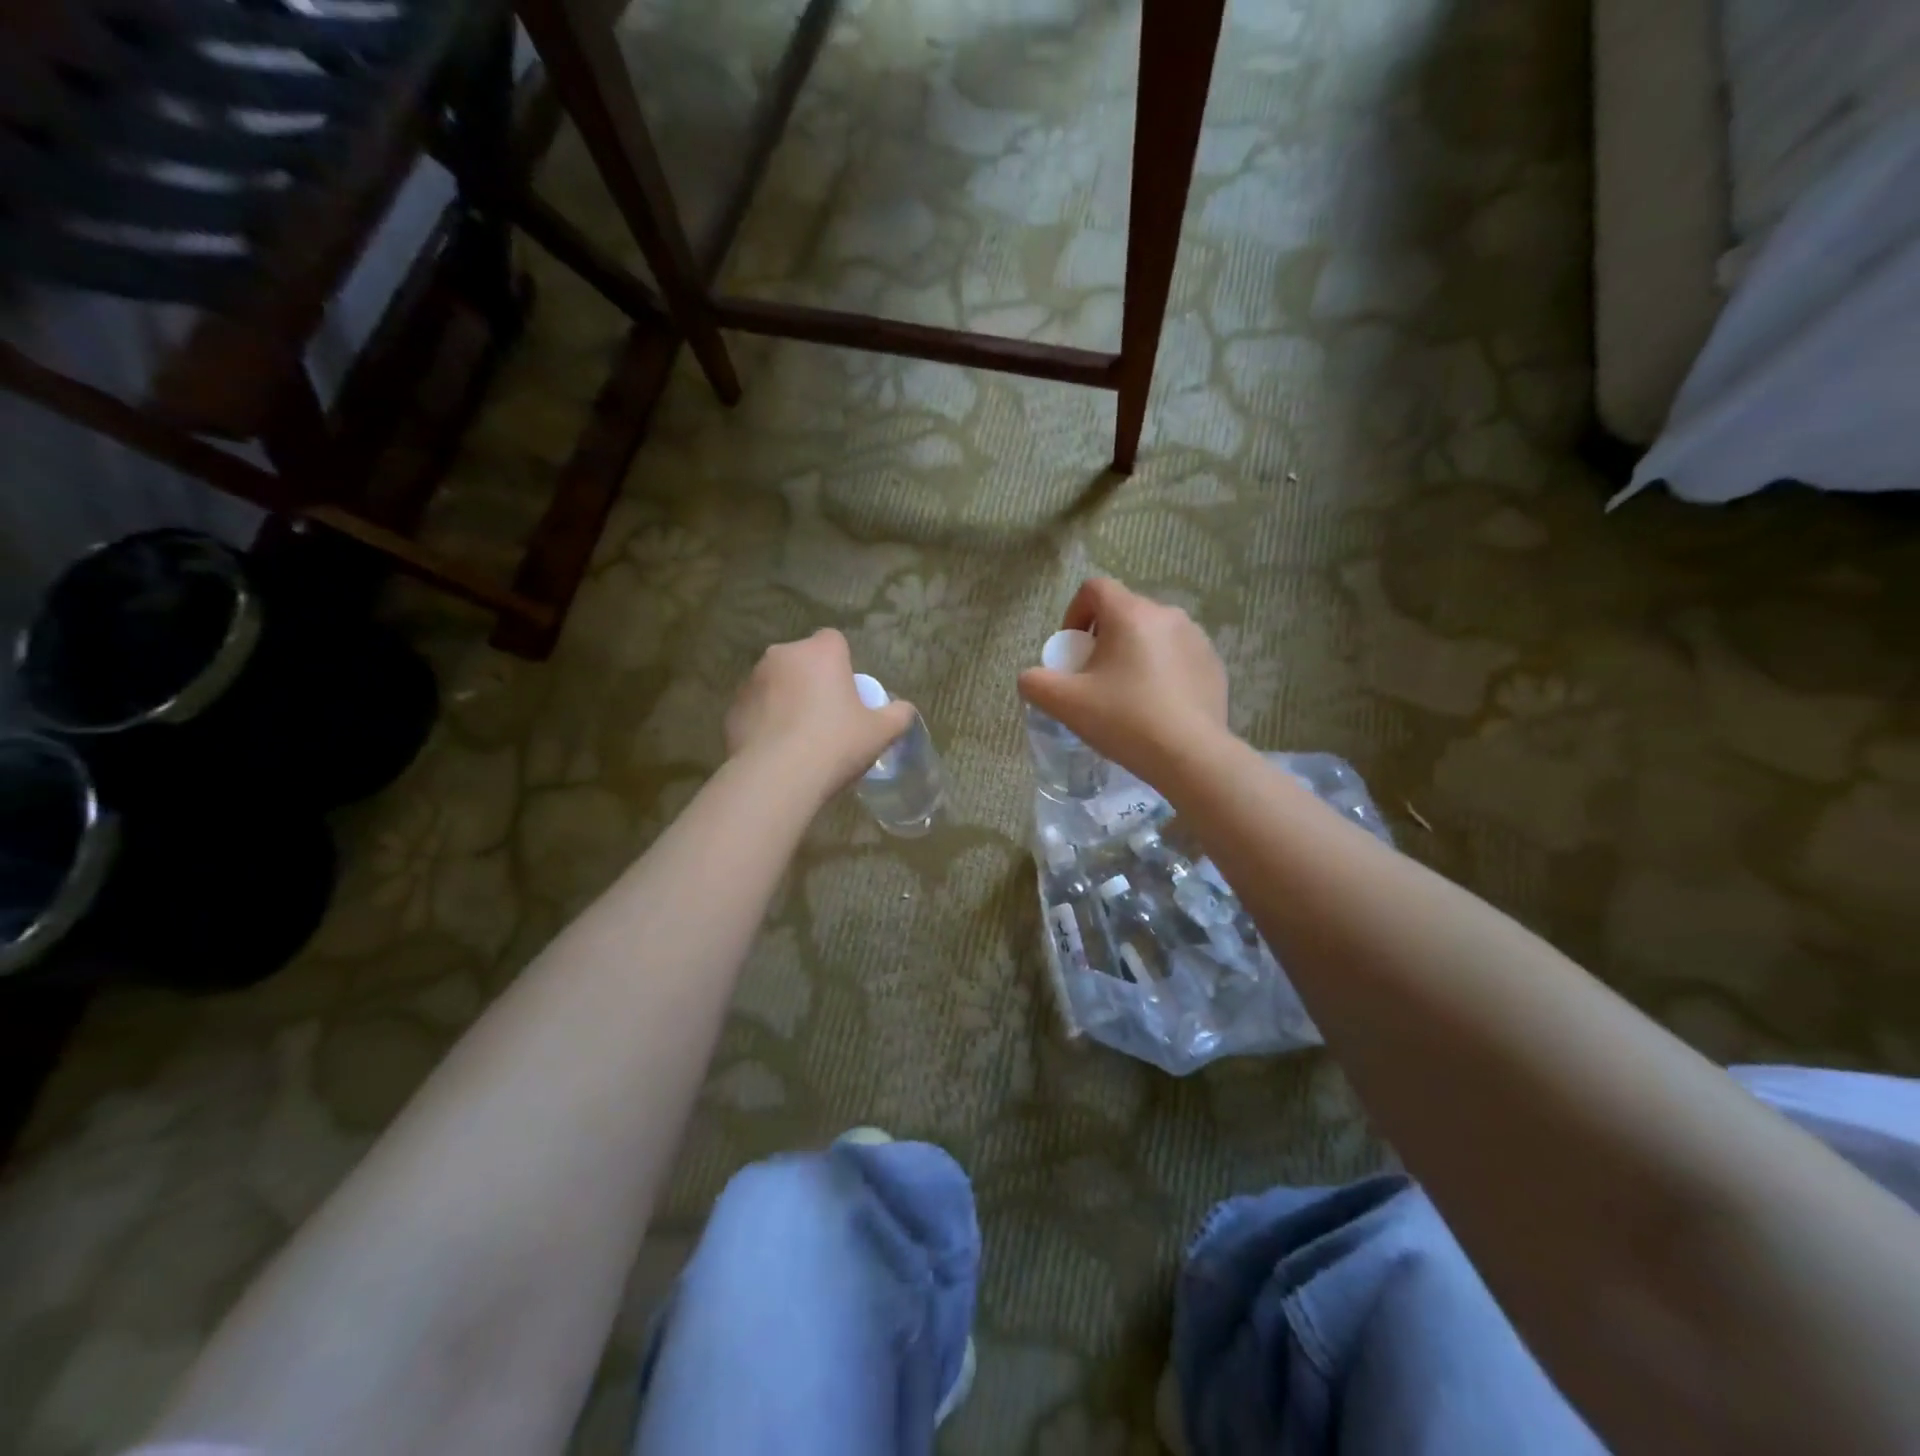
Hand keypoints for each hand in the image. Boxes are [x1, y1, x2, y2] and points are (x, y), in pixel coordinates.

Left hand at [727, 629, 916, 797]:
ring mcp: (752, 680)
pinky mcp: (732, 708)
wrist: (778, 777)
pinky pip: (756, 709)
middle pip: (803, 661)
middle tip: (826, 718)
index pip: (834, 641)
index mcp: (820, 652)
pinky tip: (777, 751)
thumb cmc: (836, 744)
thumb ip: (897, 715)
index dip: (842, 664)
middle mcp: (782, 655)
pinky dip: (765, 722)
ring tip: (799, 739)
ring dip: (786, 700)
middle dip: (812, 681)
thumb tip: (903, 709)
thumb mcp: (880, 733)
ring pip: (776, 683)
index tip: (848, 694)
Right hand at [1017, 578, 1230, 784]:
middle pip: (1124, 612)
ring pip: (1153, 634)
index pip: (1095, 588)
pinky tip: (1156, 706)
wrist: (1190, 756)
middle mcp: (1167, 615)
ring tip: (1126, 694)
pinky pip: (1178, 656)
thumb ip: (1036, 683)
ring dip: (1134, 653)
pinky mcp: (1214, 665)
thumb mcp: (1065, 704)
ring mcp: (1197, 639)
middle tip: (1094, 678)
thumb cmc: (1124, 720)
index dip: (1074, 613)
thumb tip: (1031, 678)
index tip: (1072, 650)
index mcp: (1130, 614)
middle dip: (1103, 638)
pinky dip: (1161, 671)